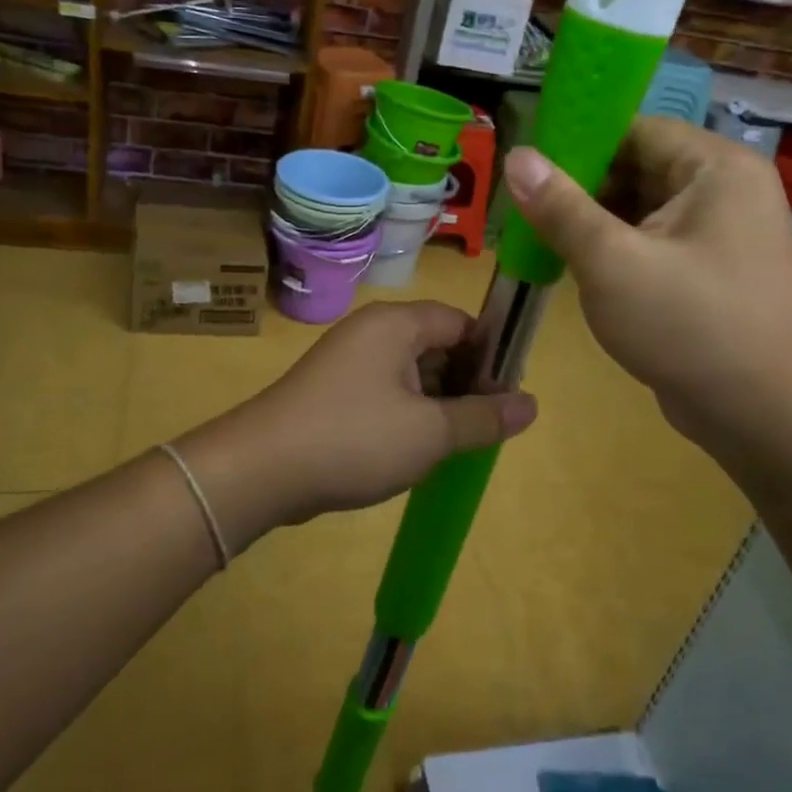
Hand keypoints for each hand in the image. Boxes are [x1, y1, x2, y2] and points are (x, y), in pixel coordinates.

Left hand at [177, 302, 536, 549]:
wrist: (261, 469)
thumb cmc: (355, 439)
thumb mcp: (430, 433)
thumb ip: (483, 417)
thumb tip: (531, 405)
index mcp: (396, 324)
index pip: (460, 322)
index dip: (489, 356)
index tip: (506, 397)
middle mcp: (371, 332)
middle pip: (435, 344)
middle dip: (463, 382)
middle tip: (484, 426)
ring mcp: (346, 360)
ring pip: (408, 372)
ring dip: (435, 403)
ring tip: (454, 443)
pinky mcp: (331, 390)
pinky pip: (382, 391)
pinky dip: (405, 413)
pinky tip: (414, 450)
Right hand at [503, 118, 791, 453]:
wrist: (766, 417)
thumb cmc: (690, 326)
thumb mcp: (612, 262)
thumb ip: (561, 207)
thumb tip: (516, 156)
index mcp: (715, 168)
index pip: (635, 130)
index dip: (579, 144)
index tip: (526, 169)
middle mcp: (724, 190)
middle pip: (636, 168)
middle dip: (580, 189)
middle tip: (523, 211)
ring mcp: (720, 234)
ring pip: (640, 210)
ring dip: (592, 224)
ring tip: (537, 238)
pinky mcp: (709, 272)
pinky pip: (651, 244)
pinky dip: (613, 251)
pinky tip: (573, 267)